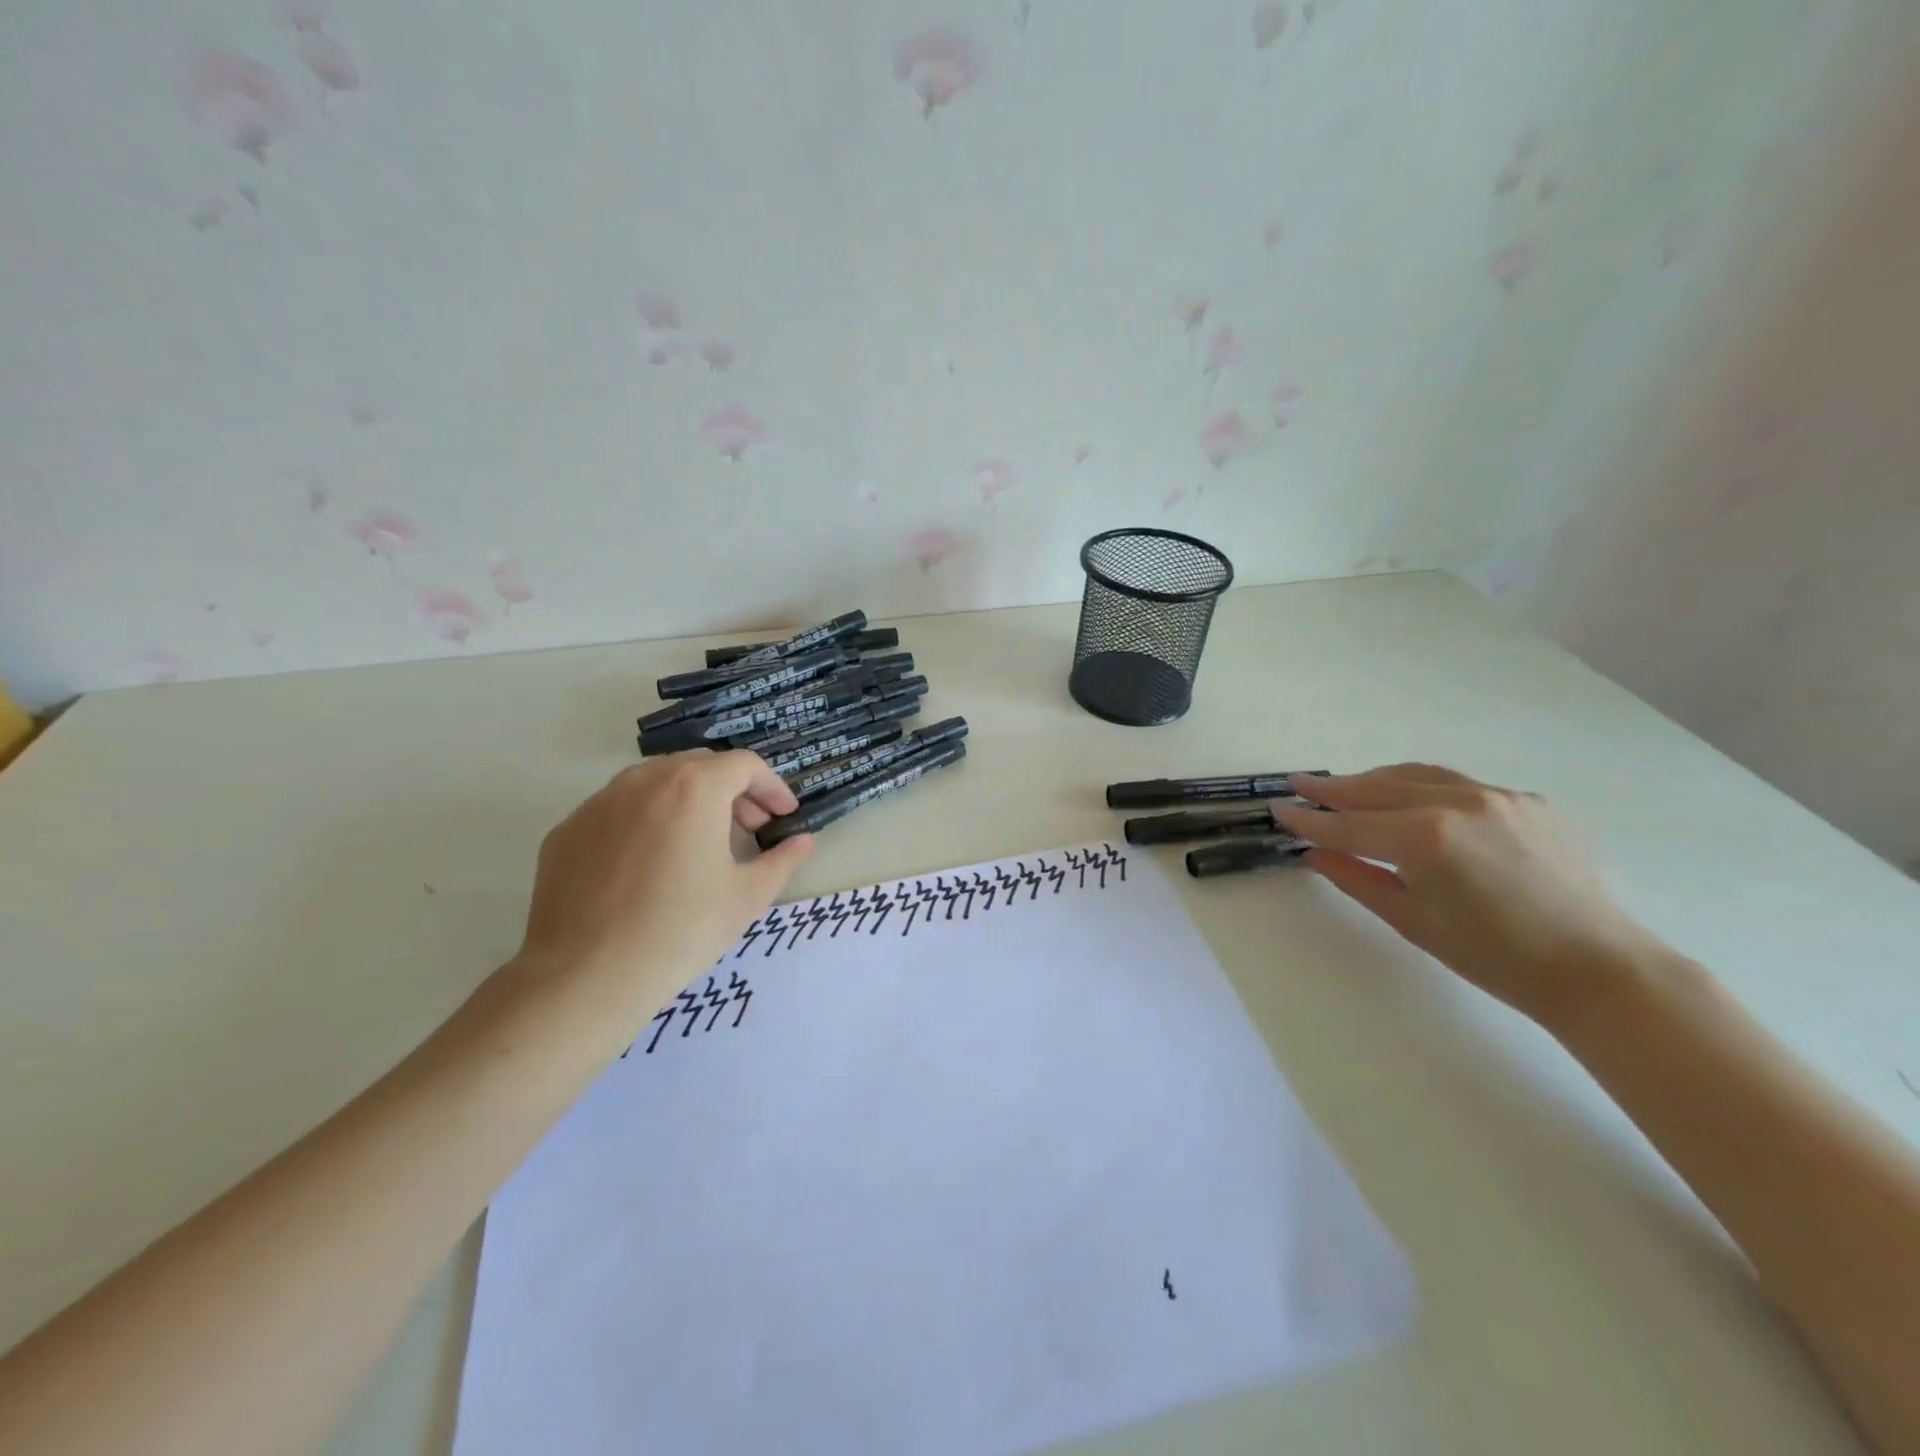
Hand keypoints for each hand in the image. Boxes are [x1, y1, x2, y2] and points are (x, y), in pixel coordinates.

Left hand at [513, 751, 813, 1017]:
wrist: (585, 977)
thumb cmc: (680, 931)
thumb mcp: (747, 897)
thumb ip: (783, 860)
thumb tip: (803, 842)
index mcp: (694, 788)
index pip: (745, 765)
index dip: (772, 787)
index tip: (784, 816)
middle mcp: (644, 780)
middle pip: (700, 766)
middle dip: (733, 790)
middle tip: (750, 827)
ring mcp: (598, 803)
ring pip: (656, 783)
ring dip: (689, 800)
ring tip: (701, 843)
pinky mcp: (567, 830)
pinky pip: (618, 810)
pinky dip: (646, 820)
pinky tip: (650, 865)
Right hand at [1274, 764, 1665, 1029]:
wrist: (1598, 968)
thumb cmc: (1495, 957)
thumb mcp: (1413, 921)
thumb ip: (1357, 878)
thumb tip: (1314, 854)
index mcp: (1425, 839)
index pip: (1349, 825)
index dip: (1310, 820)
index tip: (1280, 810)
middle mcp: (1457, 803)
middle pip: (1378, 789)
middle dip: (1334, 789)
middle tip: (1300, 783)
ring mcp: (1496, 796)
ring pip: (1417, 777)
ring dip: (1375, 781)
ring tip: (1347, 786)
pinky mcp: (1526, 800)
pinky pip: (1459, 785)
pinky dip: (1422, 788)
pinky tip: (1412, 801)